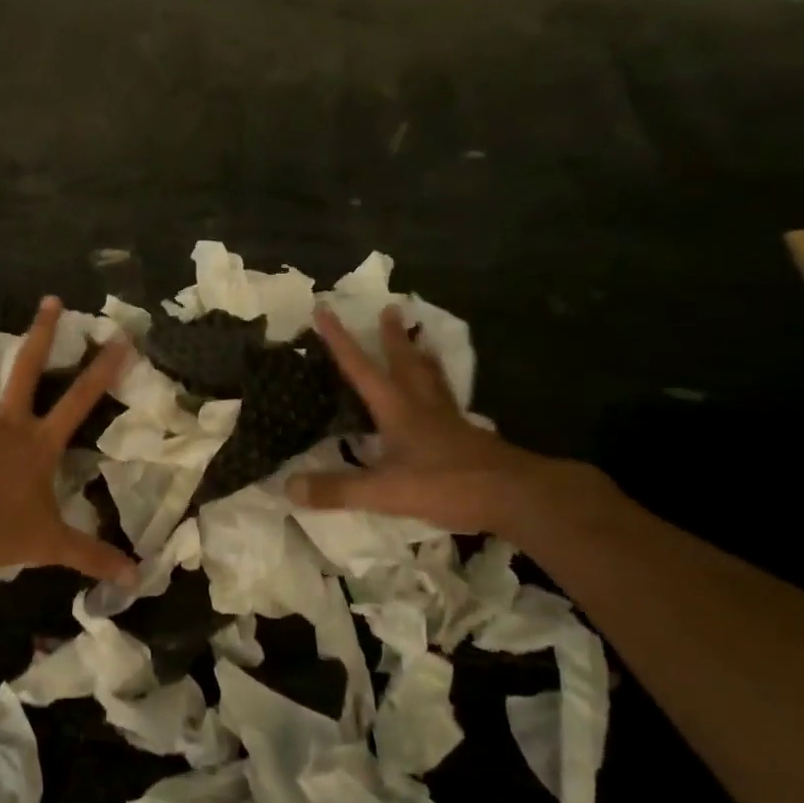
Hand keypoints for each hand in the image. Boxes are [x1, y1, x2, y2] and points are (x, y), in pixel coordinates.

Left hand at [0, 297, 136, 582]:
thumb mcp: (49, 544)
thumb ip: (91, 556)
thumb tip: (136, 577)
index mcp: (39, 443)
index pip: (79, 400)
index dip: (102, 369)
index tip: (119, 338)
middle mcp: (8, 425)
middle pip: (28, 372)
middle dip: (42, 335)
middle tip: (50, 300)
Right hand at [288, 304, 543, 534]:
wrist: (514, 494)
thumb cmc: (446, 484)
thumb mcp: (384, 492)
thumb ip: (338, 489)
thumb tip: (289, 487)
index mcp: (397, 409)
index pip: (360, 367)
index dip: (339, 339)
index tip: (324, 309)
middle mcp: (422, 405)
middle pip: (404, 361)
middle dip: (393, 336)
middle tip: (391, 308)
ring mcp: (448, 419)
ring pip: (431, 376)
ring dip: (422, 354)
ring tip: (422, 338)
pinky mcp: (467, 435)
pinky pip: (447, 401)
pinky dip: (439, 388)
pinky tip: (442, 398)